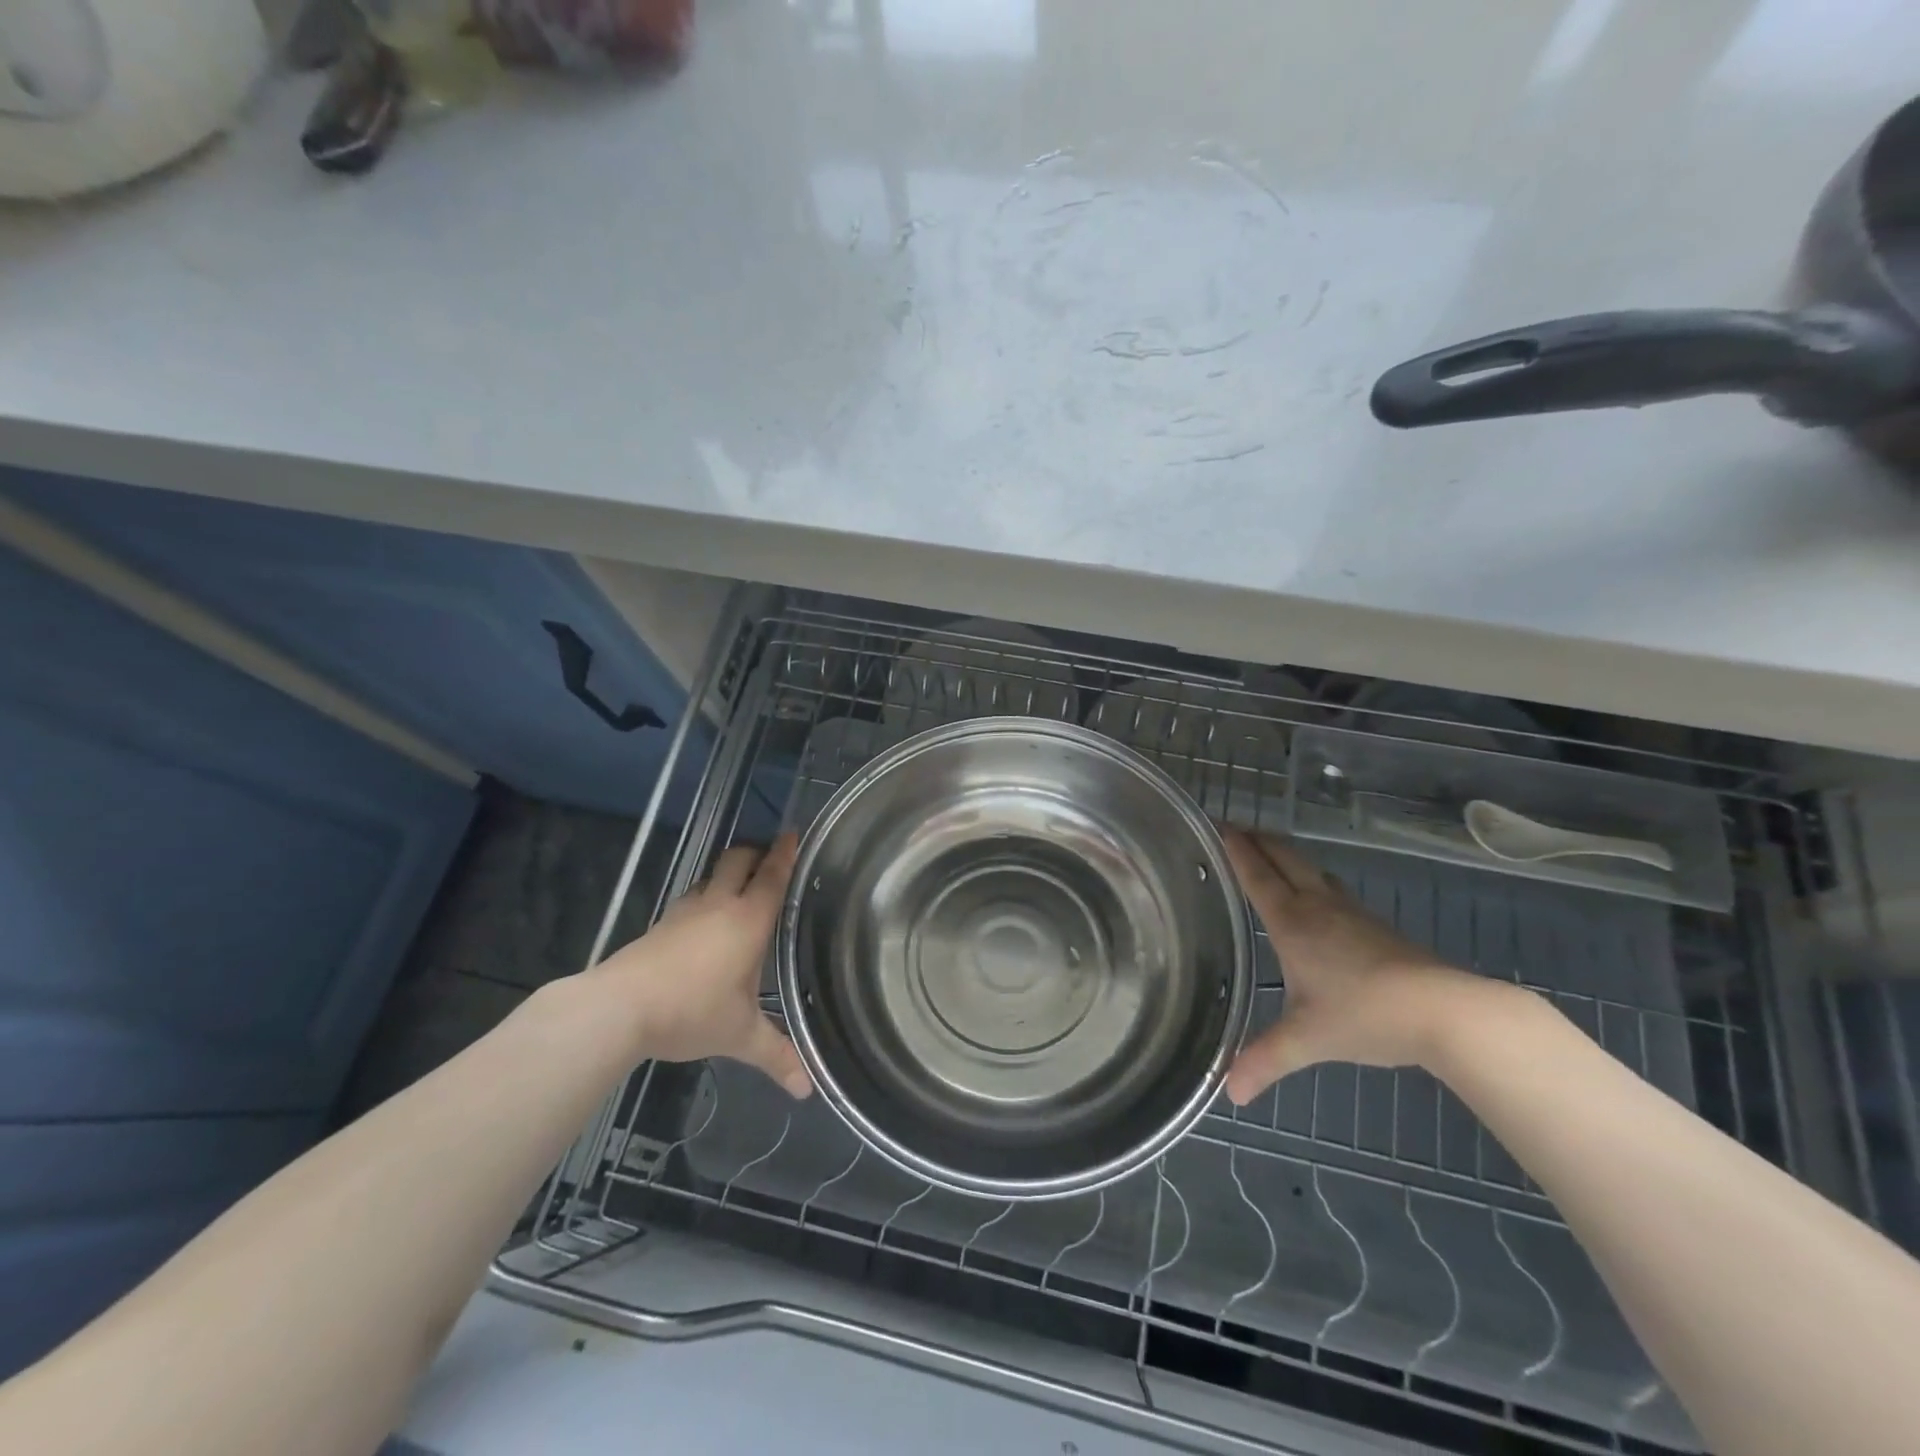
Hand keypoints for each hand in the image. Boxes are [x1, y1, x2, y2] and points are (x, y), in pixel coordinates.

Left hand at [589, 836, 812, 1098]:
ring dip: (727, 874)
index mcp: (748, 920)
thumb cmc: (691, 1012)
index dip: (785, 853)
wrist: (618, 1008)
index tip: (793, 832)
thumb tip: (807, 1090)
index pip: (773, 876)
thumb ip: (776, 1056)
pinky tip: (704, 922)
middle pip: (738, 860)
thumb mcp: (739, 1035)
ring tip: (740, 889)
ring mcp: (685, 912)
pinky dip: (705, 899)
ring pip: (711, 877)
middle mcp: (719, 905)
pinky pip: (691, 899)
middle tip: (770, 859)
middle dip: (755, 853)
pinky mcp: (660, 925)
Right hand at [1222, 829, 1476, 1104]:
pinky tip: (1316, 896)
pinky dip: (1311, 877)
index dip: (1236, 849)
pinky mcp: (1375, 925)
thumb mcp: (1307, 1039)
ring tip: (1268, 854)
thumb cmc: (1366, 1015)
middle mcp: (1318, 906)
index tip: (1218, 825)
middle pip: (1284, 858)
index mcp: (1292, 922)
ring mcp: (1350, 912)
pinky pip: (1331, 887)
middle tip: (1235, 828)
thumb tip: (1229, 1093)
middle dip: (1258, 840)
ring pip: (1311, 869)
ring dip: (1285, 855)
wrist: (1446, 1011)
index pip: (1257, 875)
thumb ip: (1264, 1060)